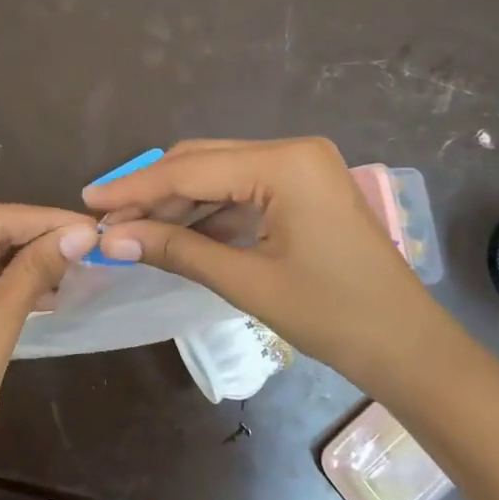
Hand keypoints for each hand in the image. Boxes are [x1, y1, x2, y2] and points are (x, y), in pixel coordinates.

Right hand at [85, 138, 444, 380]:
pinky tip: (173, 232)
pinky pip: (241, 191)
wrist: (409, 349)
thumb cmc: (334, 316)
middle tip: (105, 221)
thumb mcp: (247, 281)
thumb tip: (110, 240)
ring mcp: (300, 168)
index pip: (191, 169)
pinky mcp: (302, 190)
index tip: (89, 202)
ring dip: (176, 202)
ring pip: (219, 175)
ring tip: (130, 231)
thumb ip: (176, 250)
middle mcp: (292, 150)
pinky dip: (206, 212)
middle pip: (202, 162)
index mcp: (285, 162)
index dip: (135, 188)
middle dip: (152, 192)